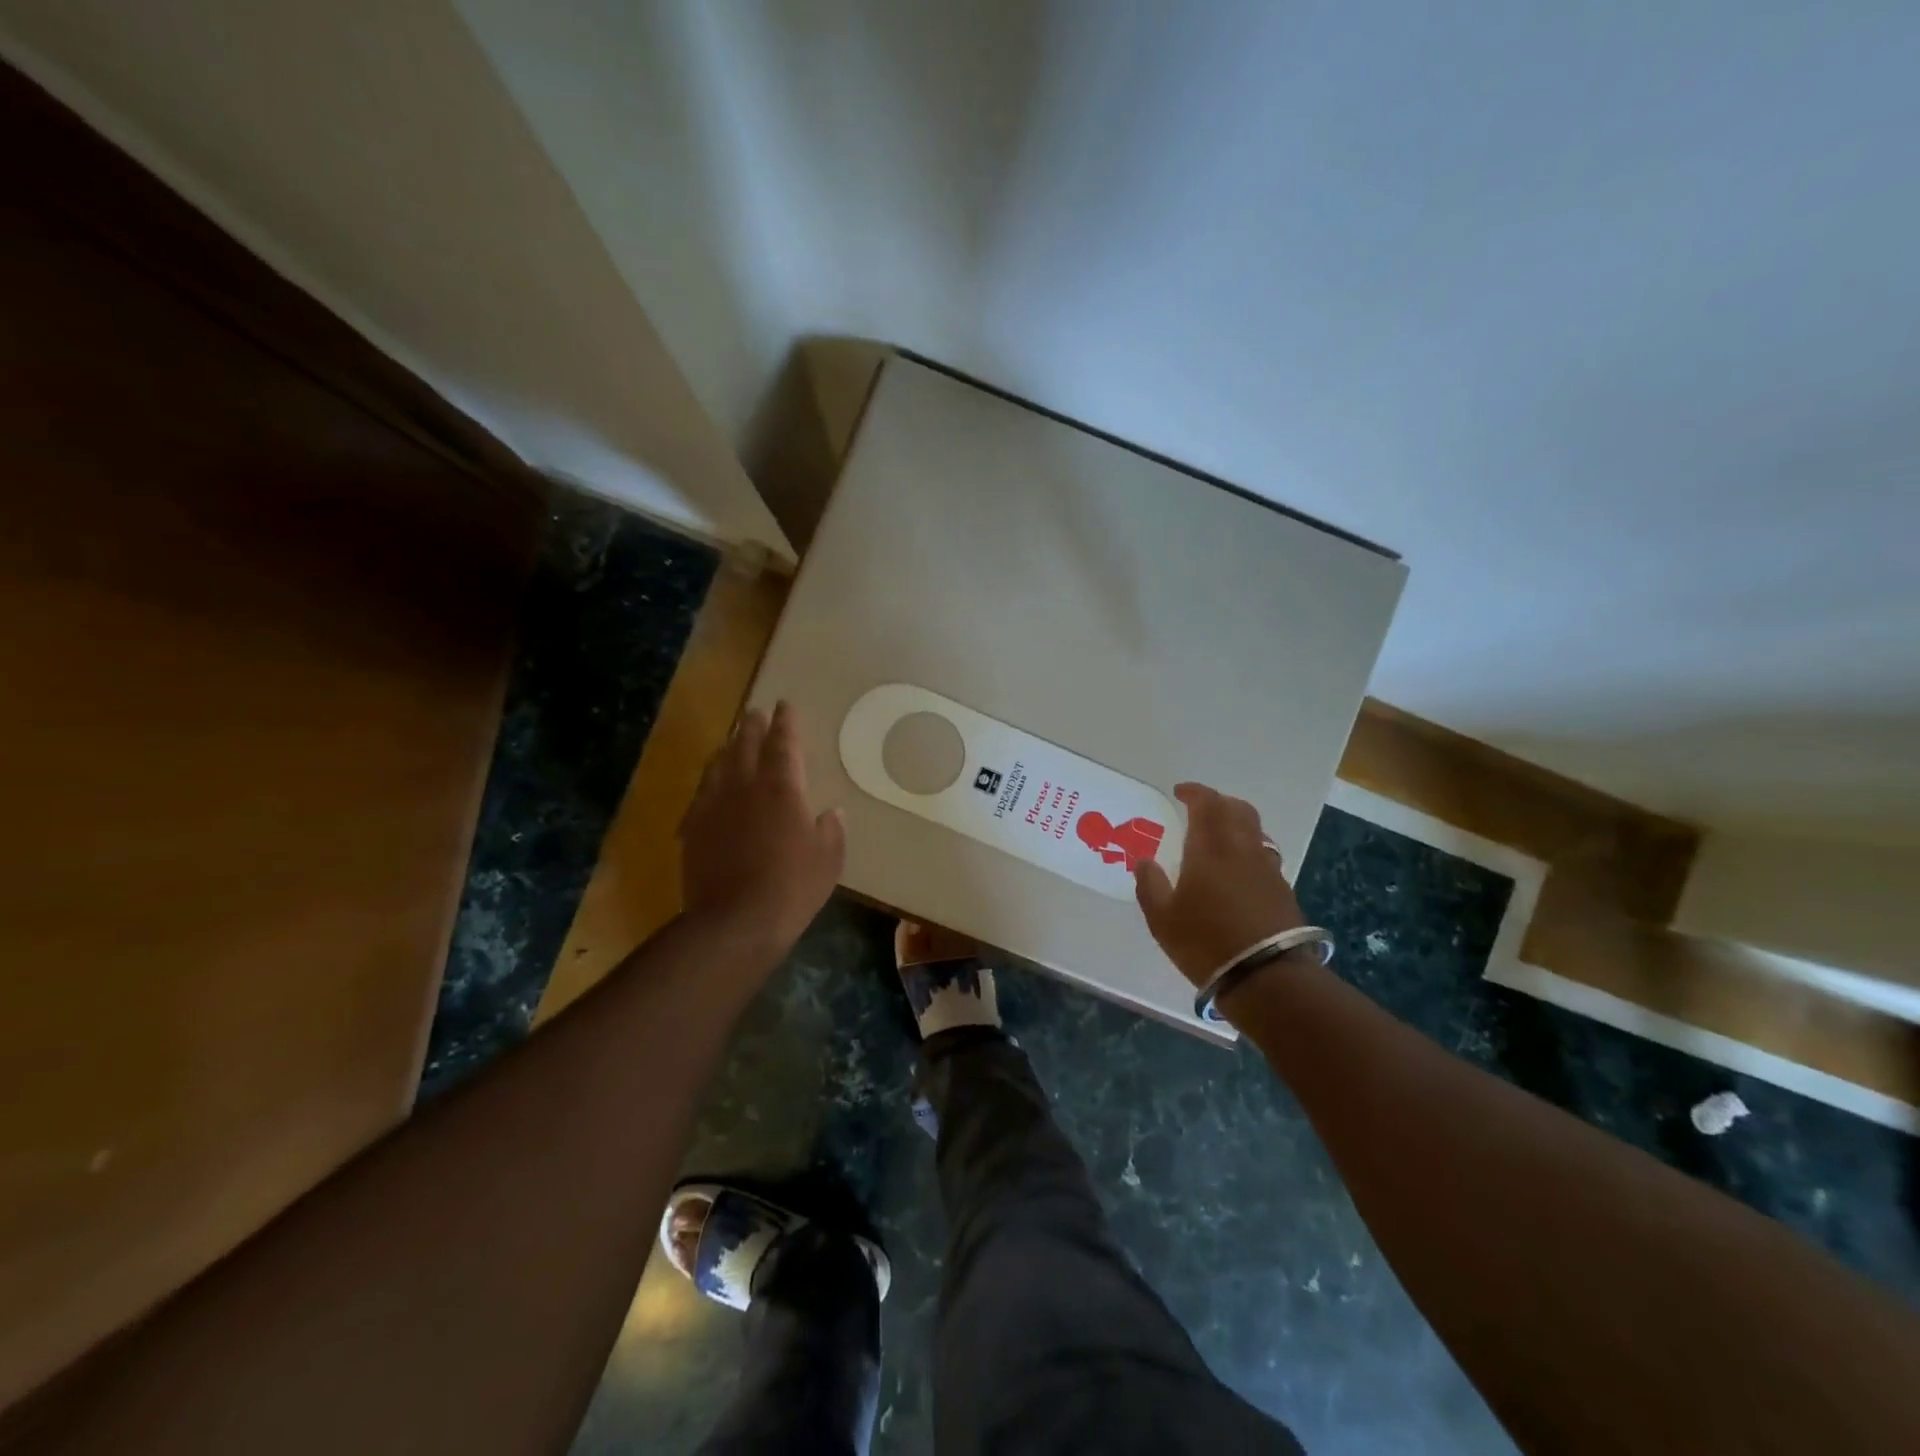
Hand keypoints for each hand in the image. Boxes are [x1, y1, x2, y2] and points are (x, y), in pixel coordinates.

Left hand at [679, 701, 844, 957]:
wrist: (735, 921)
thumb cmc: (793, 886)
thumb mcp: (828, 858)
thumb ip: (831, 829)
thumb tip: (830, 812)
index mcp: (782, 788)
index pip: (784, 744)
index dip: (785, 722)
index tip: (784, 704)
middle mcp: (745, 787)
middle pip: (746, 745)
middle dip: (753, 726)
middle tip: (756, 712)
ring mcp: (714, 806)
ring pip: (718, 765)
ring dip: (728, 748)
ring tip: (733, 741)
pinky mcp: (693, 829)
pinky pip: (700, 794)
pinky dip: (709, 782)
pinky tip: (710, 786)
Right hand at [1133, 782, 1306, 987]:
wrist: (1266, 976)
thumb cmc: (1205, 942)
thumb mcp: (1162, 919)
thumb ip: (1150, 885)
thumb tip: (1144, 861)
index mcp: (1210, 849)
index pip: (1206, 804)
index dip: (1194, 792)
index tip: (1179, 792)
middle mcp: (1242, 849)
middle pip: (1237, 809)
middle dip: (1218, 802)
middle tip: (1200, 809)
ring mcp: (1267, 869)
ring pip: (1255, 830)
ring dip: (1236, 823)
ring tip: (1219, 837)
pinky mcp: (1282, 889)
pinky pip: (1264, 854)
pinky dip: (1248, 849)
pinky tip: (1238, 869)